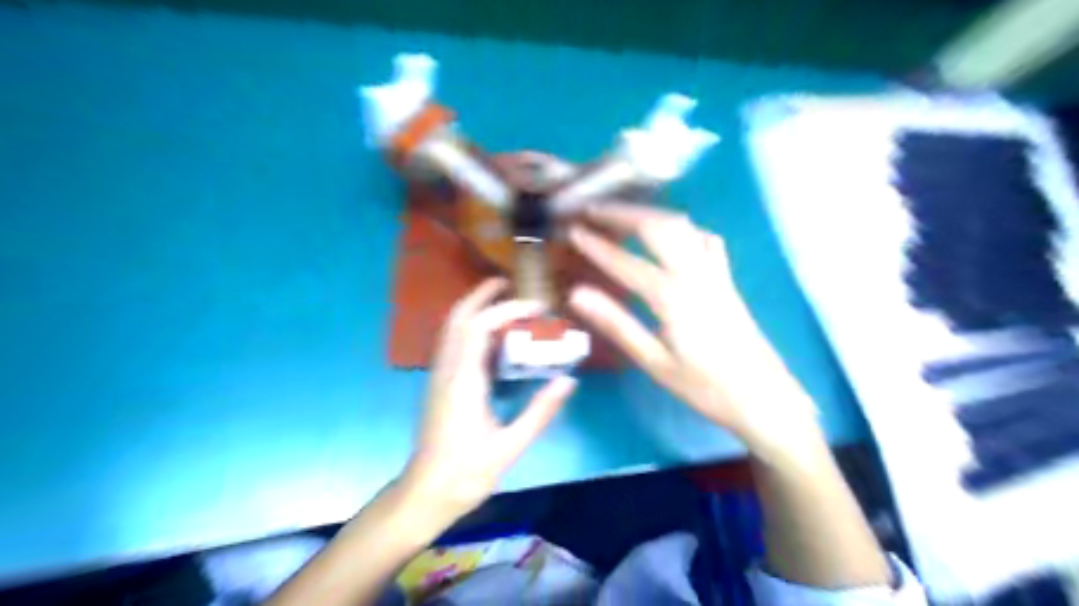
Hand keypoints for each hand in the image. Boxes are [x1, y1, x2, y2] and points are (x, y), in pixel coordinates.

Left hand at [398, 277, 581, 532]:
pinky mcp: (440, 385)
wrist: (424, 494)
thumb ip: (540, 411)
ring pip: (452, 328)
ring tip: (505, 303)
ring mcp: (439, 376)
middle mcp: (447, 370)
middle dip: (481, 295)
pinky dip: (473, 329)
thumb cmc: (465, 473)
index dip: (507, 309)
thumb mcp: (510, 446)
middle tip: (508, 282)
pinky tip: (494, 338)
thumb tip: (569, 380)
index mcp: (463, 381)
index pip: (479, 327)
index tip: (537, 307)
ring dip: (476, 309)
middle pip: (458, 318)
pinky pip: (454, 343)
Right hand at [566, 205, 818, 451]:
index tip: (573, 230)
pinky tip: (671, 234)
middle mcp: (695, 275)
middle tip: (593, 210)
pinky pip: (704, 240)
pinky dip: (682, 228)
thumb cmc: (705, 387)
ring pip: (682, 227)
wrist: (764, 398)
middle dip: (622, 214)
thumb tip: (577, 294)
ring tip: (623, 215)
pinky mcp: (727, 279)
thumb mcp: (654, 362)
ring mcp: (715, 273)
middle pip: (657, 228)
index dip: (596, 244)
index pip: (626, 262)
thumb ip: (616, 324)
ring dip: (649, 214)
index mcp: (672, 297)